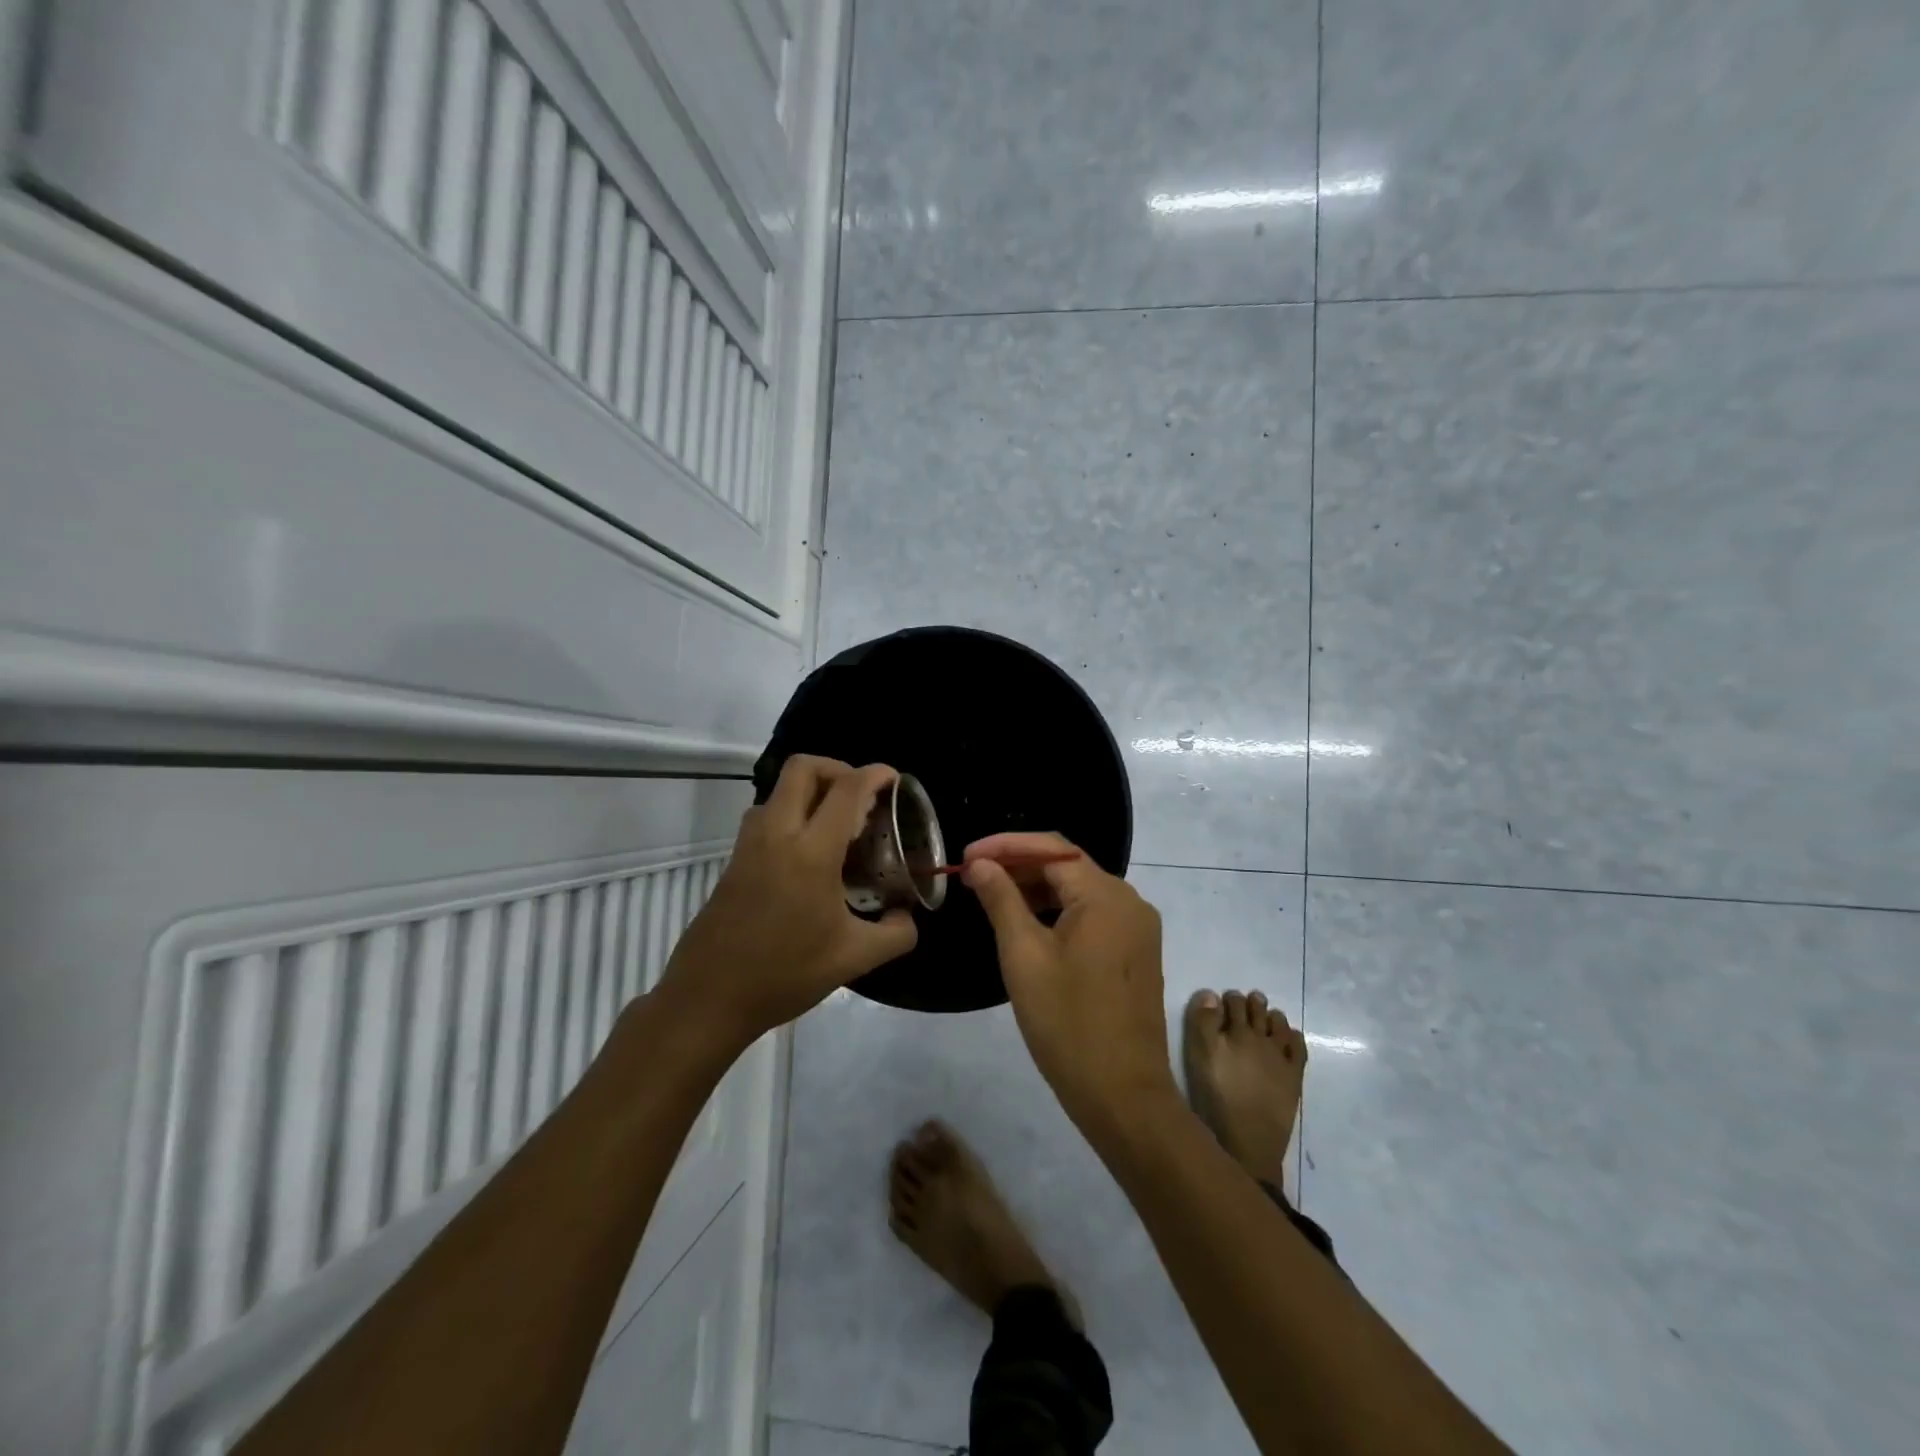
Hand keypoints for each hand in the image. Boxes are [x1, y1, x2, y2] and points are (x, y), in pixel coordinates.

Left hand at [661, 756, 917, 1044]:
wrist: (708, 998)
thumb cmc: (784, 974)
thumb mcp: (854, 958)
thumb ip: (896, 934)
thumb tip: (908, 917)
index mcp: (811, 852)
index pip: (847, 790)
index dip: (875, 774)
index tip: (895, 780)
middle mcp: (777, 834)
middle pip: (803, 768)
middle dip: (838, 768)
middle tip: (862, 797)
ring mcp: (749, 844)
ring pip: (779, 790)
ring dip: (812, 790)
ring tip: (838, 824)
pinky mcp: (734, 860)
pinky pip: (767, 815)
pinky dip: (793, 813)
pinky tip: (810, 853)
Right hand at [963, 832, 1178, 1130]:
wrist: (1123, 1095)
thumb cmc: (1067, 1023)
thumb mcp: (1024, 956)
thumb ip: (1001, 900)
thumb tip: (980, 863)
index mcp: (1106, 896)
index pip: (1052, 849)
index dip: (1006, 845)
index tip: (966, 854)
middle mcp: (1130, 901)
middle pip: (1068, 867)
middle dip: (1020, 865)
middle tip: (974, 875)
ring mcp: (1137, 928)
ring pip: (1080, 891)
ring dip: (1037, 888)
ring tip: (992, 896)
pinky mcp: (1136, 951)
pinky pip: (1093, 915)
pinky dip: (1058, 911)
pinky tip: (1027, 923)